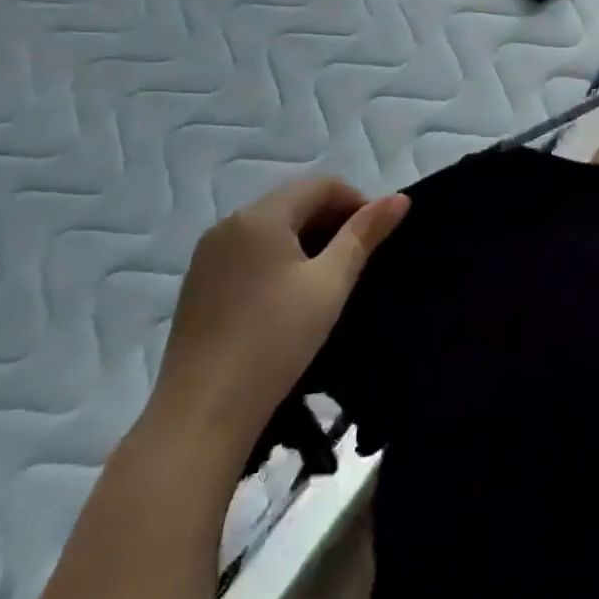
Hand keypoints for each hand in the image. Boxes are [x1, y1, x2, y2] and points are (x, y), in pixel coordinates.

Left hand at [145, 177, 409, 460]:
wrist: (202, 413)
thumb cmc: (275, 339)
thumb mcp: (331, 284)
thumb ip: (365, 234)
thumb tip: (400, 198)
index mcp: (260, 216)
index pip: (321, 185)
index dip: (358, 201)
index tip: (379, 237)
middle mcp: (229, 225)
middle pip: (294, 202)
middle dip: (333, 221)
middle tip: (360, 260)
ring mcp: (207, 256)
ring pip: (271, 228)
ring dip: (307, 240)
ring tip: (330, 280)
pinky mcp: (198, 286)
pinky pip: (249, 253)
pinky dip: (279, 259)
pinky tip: (291, 298)